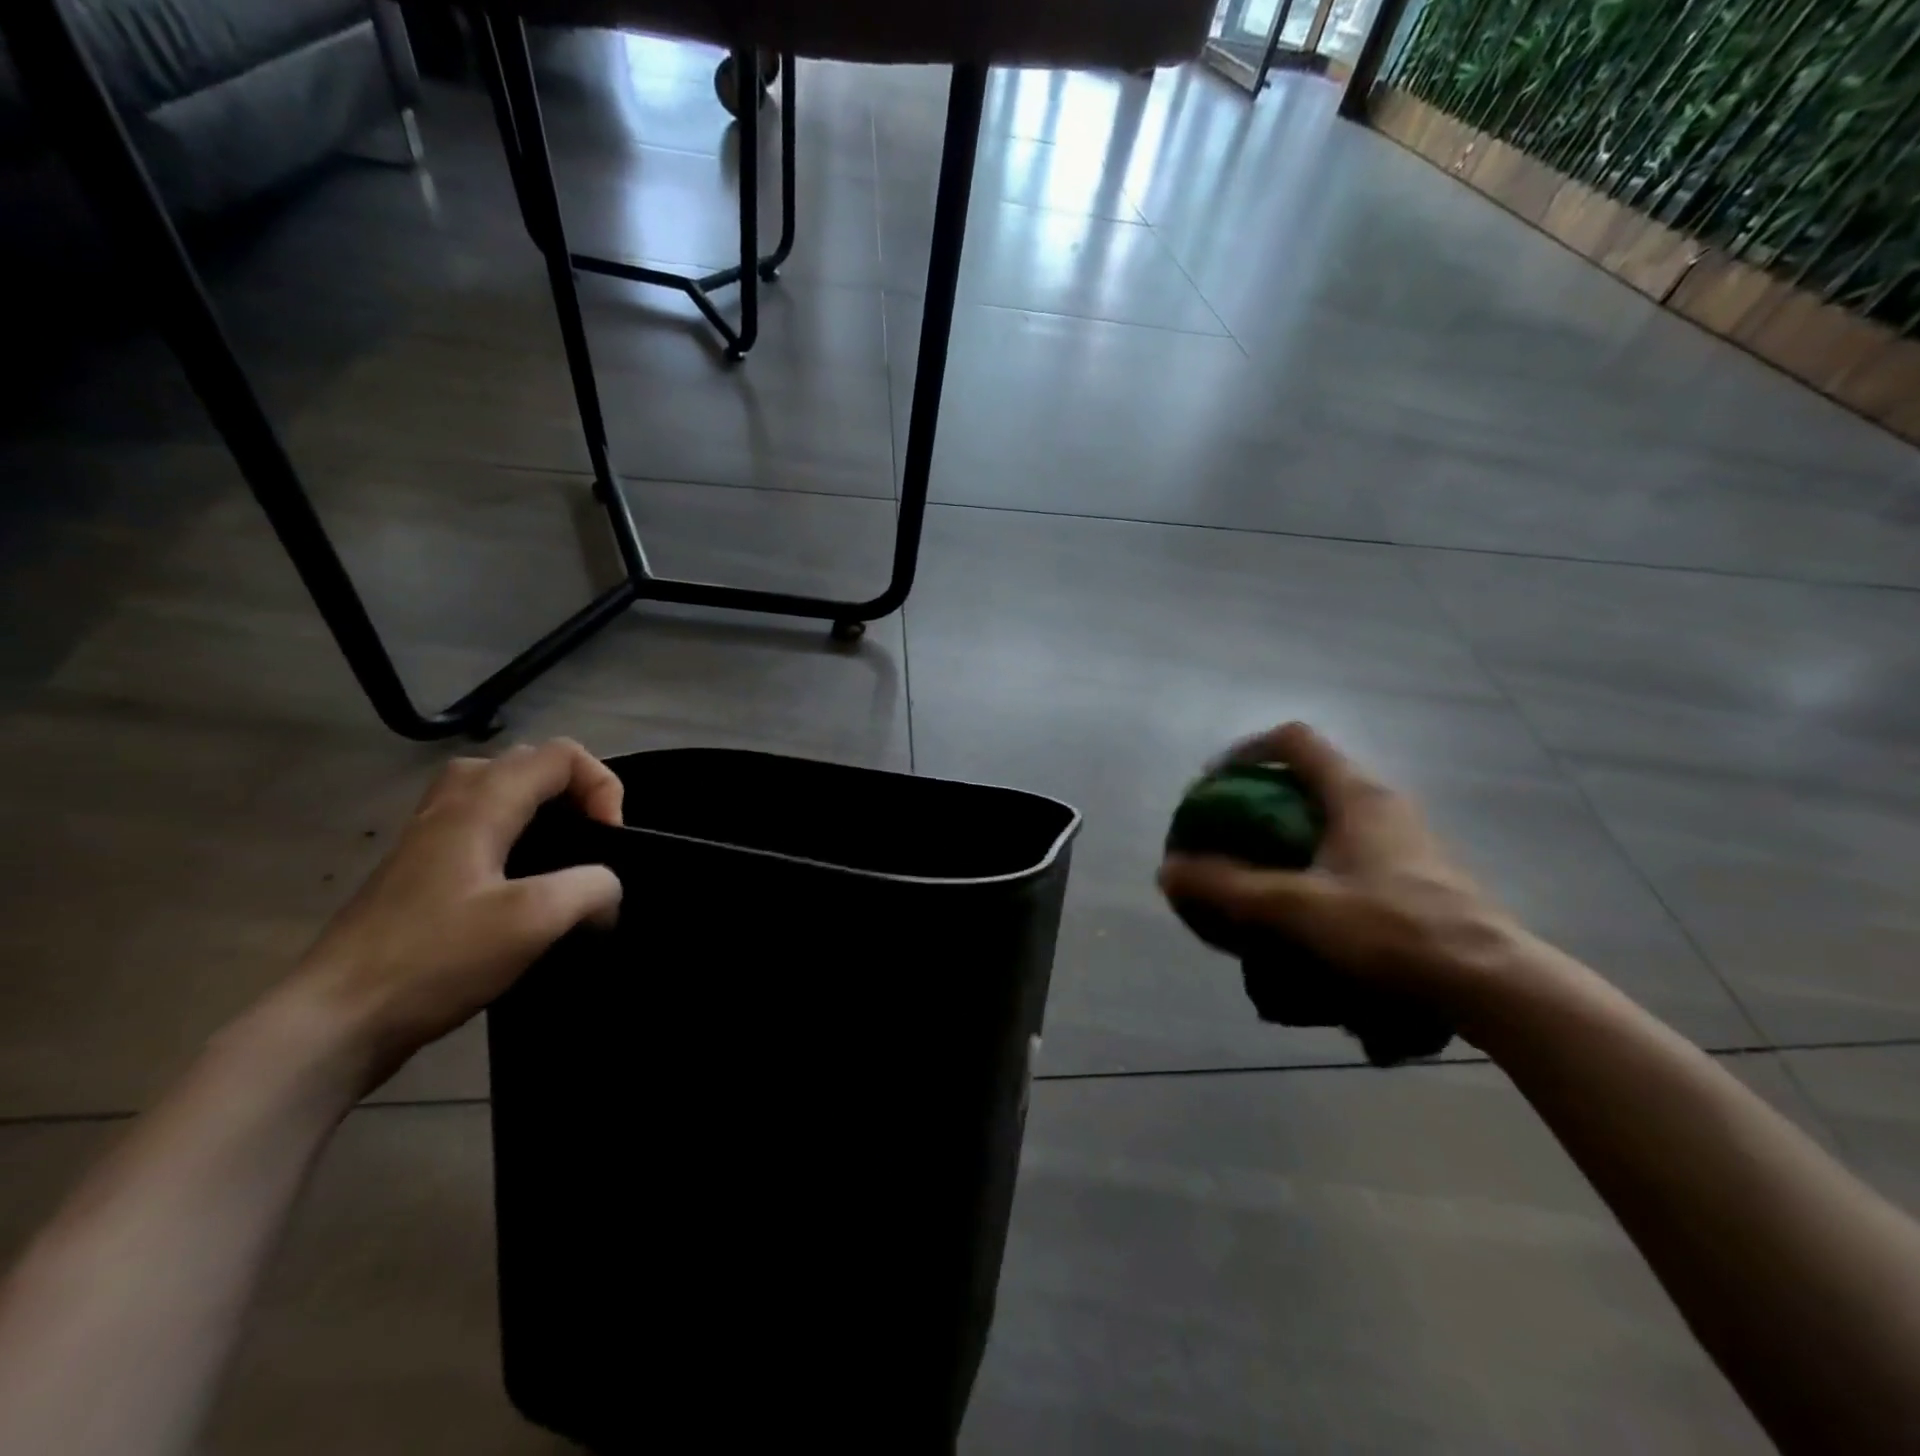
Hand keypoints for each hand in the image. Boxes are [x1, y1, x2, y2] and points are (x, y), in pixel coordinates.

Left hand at [288, 739, 625, 1089]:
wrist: (333, 1022)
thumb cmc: (436, 959)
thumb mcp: (534, 920)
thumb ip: (592, 888)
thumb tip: (606, 890)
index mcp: (480, 805)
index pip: (561, 755)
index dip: (602, 787)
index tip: (608, 842)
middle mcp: (449, 807)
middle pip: (525, 763)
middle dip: (573, 792)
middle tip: (589, 839)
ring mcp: (427, 840)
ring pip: (496, 793)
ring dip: (542, 812)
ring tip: (562, 857)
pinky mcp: (418, 874)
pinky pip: (477, 828)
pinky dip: (514, 838)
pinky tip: (523, 887)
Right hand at [1158, 723, 1518, 1013]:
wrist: (1493, 984)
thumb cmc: (1393, 929)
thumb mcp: (1297, 908)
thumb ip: (1228, 887)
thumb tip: (1167, 872)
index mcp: (1356, 794)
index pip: (1294, 740)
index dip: (1246, 750)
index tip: (1214, 782)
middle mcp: (1383, 804)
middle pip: (1310, 777)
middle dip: (1261, 798)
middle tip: (1228, 832)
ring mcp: (1405, 839)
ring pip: (1331, 815)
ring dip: (1288, 832)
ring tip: (1258, 871)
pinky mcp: (1417, 874)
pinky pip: (1351, 848)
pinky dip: (1316, 859)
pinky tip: (1304, 905)